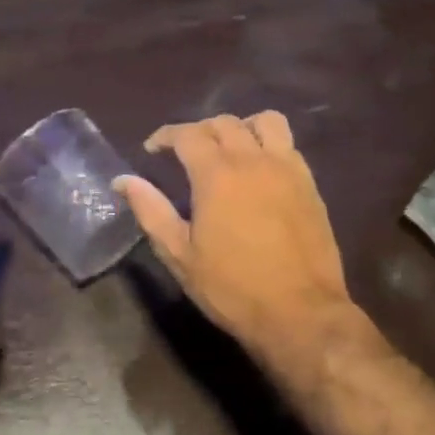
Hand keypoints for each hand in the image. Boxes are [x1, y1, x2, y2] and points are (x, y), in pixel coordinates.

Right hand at [115, 112, 356, 359]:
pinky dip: (269, 144)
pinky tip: (260, 170)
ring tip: (229, 149)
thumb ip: (151, 211)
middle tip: (186, 153)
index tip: (153, 149)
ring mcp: (287, 168)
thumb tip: (124, 180)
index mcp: (217, 174)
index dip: (166, 136)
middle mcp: (253, 160)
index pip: (187, 134)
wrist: (300, 313)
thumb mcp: (180, 255)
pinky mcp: (309, 184)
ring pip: (265, 121)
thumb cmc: (232, 288)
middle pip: (224, 123)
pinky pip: (289, 145)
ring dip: (241, 127)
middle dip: (199, 130)